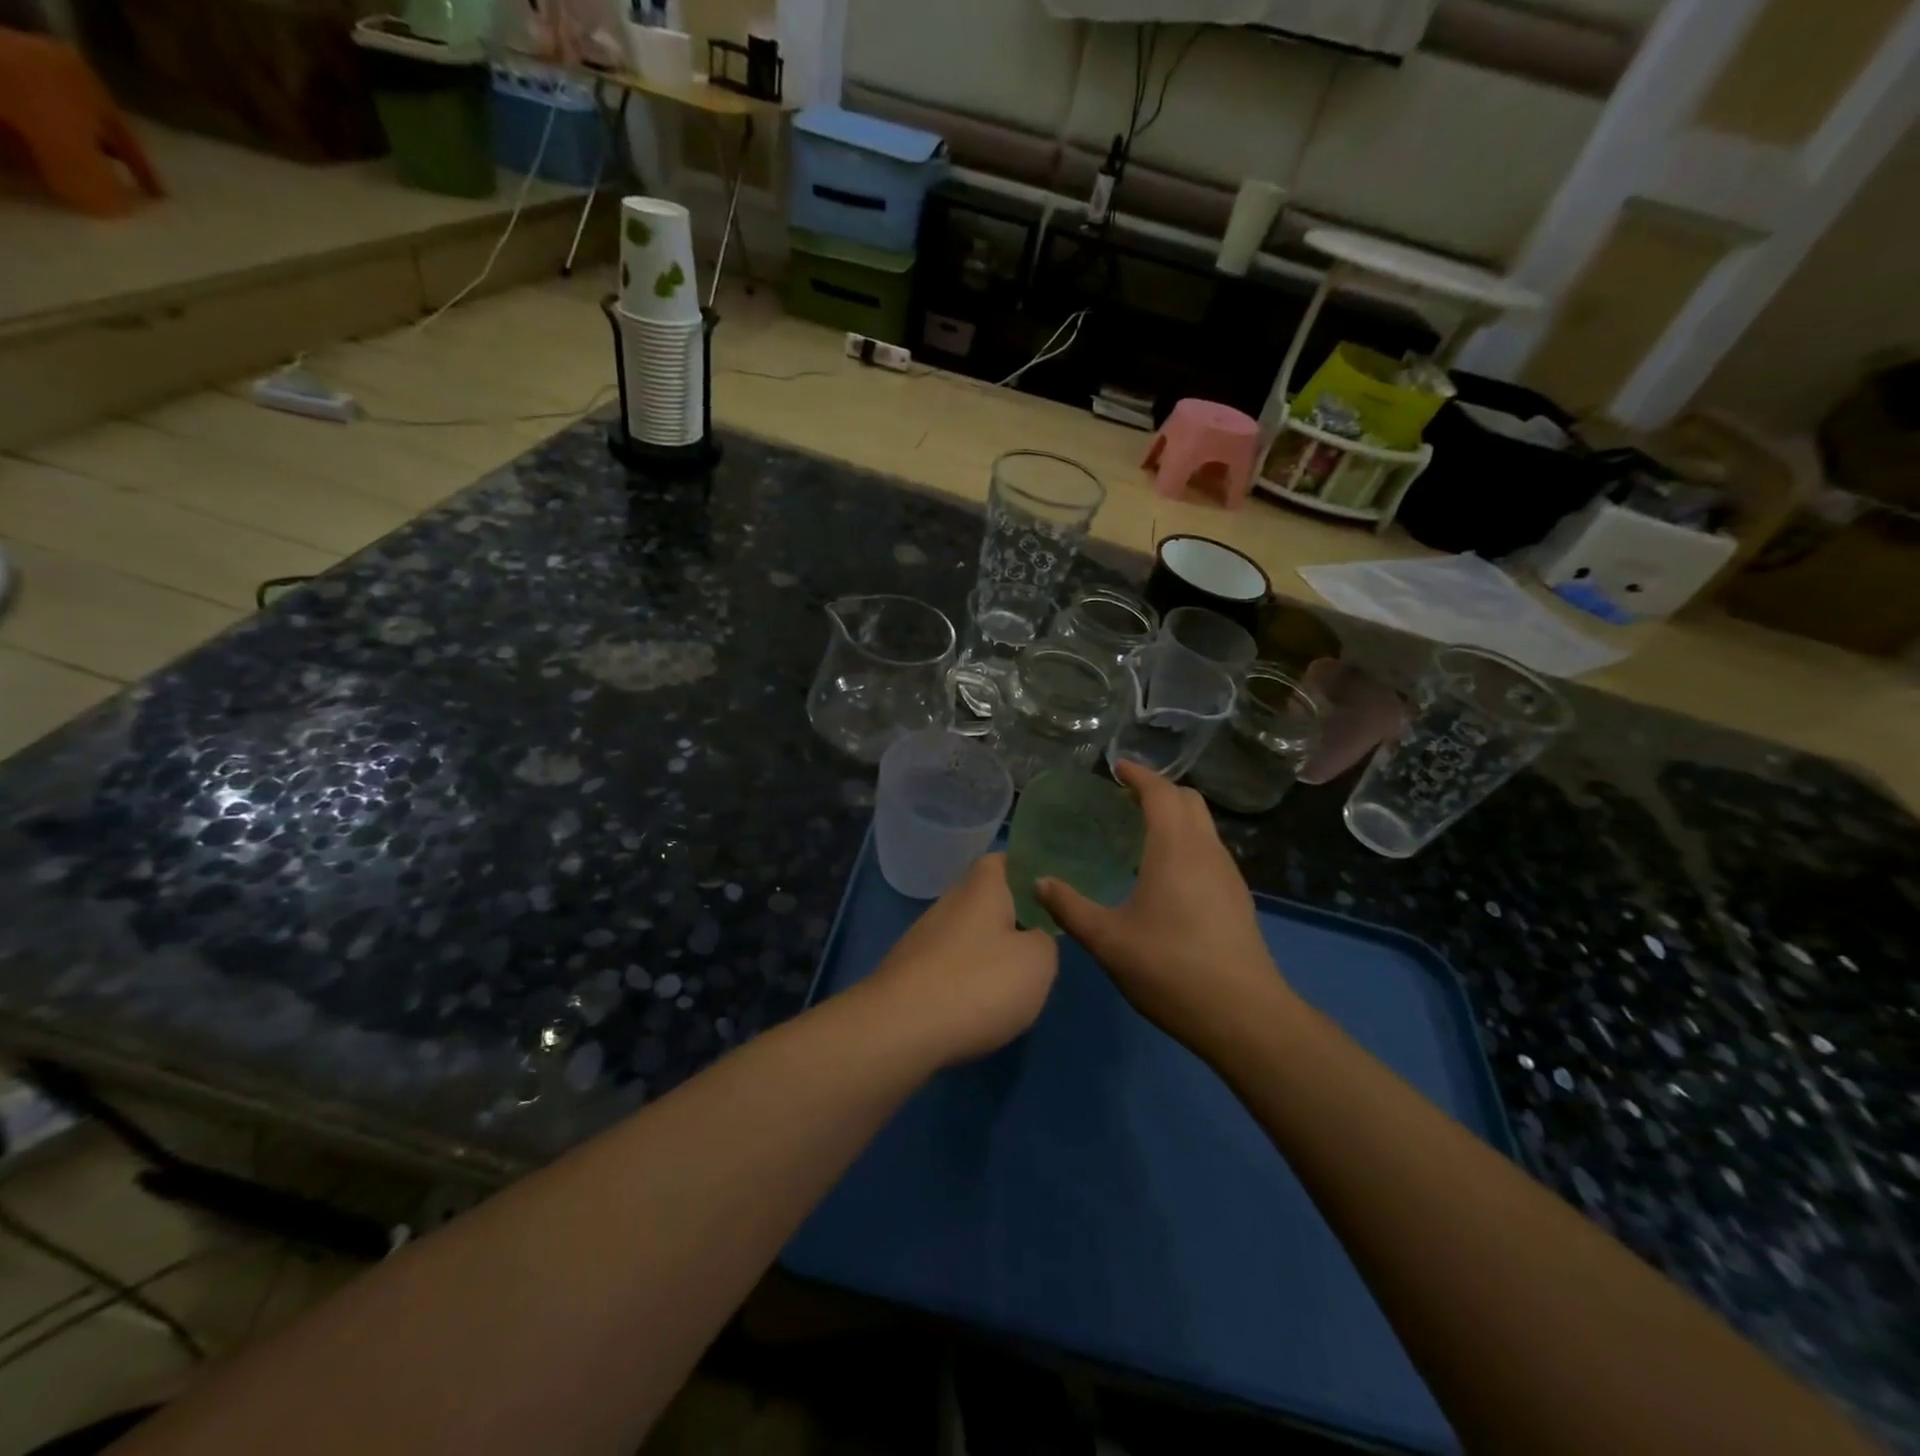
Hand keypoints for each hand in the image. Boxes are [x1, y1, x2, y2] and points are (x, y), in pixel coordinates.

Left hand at [861, 854, 1058, 1066]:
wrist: (899, 1030)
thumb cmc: (978, 984)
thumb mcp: (1038, 963)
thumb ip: (1044, 941)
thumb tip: (1032, 937)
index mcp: (980, 889)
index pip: (1000, 860)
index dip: (1024, 868)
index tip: (1048, 889)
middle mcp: (948, 904)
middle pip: (983, 899)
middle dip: (1009, 916)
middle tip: (1040, 942)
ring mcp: (922, 939)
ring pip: (965, 935)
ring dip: (987, 952)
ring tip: (1014, 982)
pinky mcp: (908, 974)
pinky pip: (948, 967)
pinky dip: (966, 981)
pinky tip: (979, 1008)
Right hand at [1036, 761, 1296, 1056]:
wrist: (1244, 1017)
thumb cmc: (1170, 969)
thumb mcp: (1108, 940)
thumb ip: (1070, 907)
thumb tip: (1038, 882)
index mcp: (1175, 849)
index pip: (1160, 792)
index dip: (1138, 775)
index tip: (1116, 769)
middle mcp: (1206, 851)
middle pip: (1188, 800)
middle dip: (1158, 790)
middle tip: (1124, 800)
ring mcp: (1228, 875)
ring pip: (1204, 825)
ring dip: (1175, 816)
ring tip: (1140, 833)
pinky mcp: (1237, 898)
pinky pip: (1210, 850)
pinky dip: (1186, 841)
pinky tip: (1165, 874)